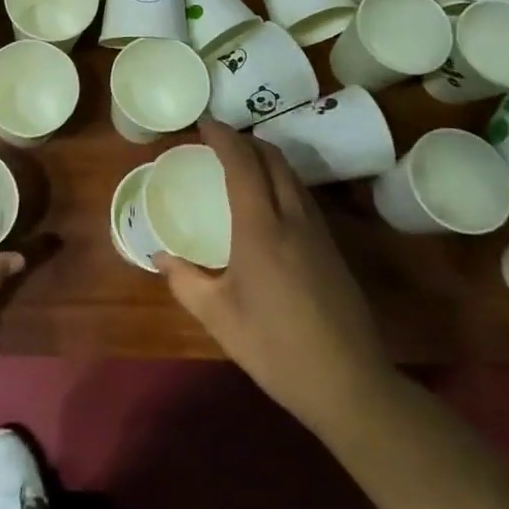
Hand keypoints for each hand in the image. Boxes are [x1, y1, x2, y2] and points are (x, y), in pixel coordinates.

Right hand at [157, 120, 391, 433]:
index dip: (224, 137)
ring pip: (292, 176)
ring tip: (241, 163)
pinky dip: (281, 180)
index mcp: (261, 229)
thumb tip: (159, 256)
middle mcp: (293, 219)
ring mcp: (319, 233)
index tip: (204, 123)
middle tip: (219, 140)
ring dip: (266, 158)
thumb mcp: (217, 317)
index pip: (243, 164)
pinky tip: (269, 202)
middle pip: (273, 159)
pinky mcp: (333, 249)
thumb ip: (184, 281)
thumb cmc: (274, 348)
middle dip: (246, 140)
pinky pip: (302, 196)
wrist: (349, 384)